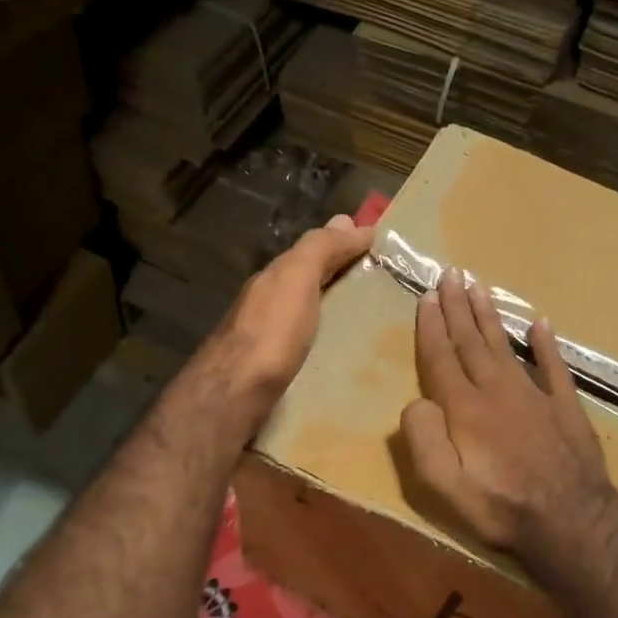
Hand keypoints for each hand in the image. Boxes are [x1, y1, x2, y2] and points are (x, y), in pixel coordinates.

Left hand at [198, 214, 374, 436]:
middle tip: (384, 279)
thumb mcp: (295, 278)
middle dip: (342, 274)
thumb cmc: (270, 333)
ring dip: (336, 308)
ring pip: (310, 313)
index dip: (343, 243)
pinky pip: (309, 343)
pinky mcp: (276, 370)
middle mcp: (269, 302)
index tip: (380, 245)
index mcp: (275, 278)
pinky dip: (327, 337)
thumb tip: (351, 222)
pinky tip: (344, 349)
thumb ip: (320, 249)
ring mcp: (270, 338)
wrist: (233, 395)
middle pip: (311, 280)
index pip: (314, 250)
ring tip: (373, 316)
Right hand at [401, 268, 617, 568]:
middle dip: (458, 306)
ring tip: (479, 286)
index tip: (428, 296)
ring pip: (505, 344)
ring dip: (489, 315)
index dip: (432, 326)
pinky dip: (545, 343)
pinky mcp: (564, 405)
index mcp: (465, 407)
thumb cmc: (501, 506)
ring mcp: (533, 394)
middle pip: (471, 341)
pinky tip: (539, 323)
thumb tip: (417, 401)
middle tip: (451, 273)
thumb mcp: (444, 485)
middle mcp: (497, 389)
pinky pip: (552, 365)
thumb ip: (424, 438)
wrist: (571, 519)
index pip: (442, 357)